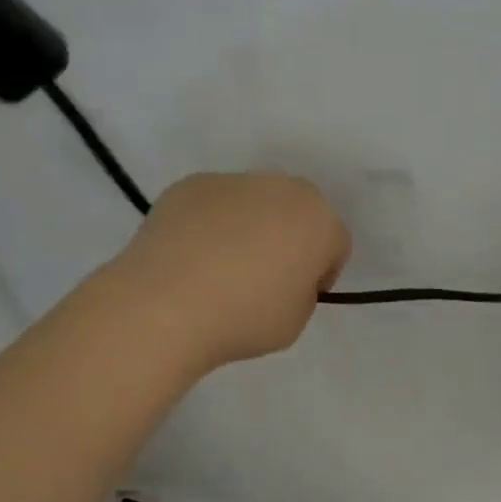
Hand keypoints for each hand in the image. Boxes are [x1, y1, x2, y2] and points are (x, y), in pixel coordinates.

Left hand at [113, 172, 350, 370]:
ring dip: (247, 228)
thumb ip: (301, 290)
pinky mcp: (188, 185)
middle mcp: (280, 187)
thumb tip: (280, 275)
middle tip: (263, 278)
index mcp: (319, 219)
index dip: (321, 272)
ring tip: (219, 268)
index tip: (299, 296)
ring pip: (252, 204)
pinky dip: (208, 225)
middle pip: (295, 213)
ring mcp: (231, 181)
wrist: (166, 305)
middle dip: (287, 238)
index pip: (334, 243)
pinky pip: (212, 206)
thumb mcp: (296, 320)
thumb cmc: (245, 318)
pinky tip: (190, 259)